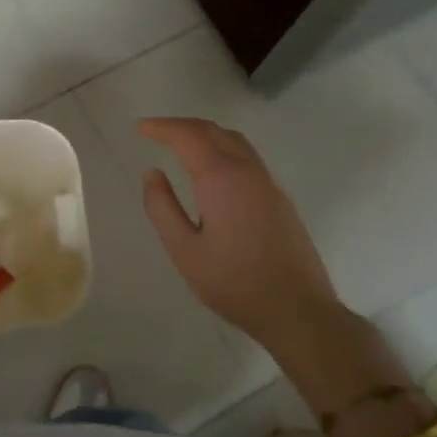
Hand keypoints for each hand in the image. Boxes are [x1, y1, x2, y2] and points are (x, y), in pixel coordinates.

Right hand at [137, 118, 342, 353]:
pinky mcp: (279, 198)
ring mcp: (268, 183)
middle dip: (182, 126)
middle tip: (155, 132)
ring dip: (205, 134)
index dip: (162, 127)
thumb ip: (163, 208)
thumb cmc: (234, 283)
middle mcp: (248, 171)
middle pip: (213, 131)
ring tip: (180, 144)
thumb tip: (152, 174)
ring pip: (235, 141)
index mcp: (221, 178)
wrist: (297, 310)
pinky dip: (222, 148)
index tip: (139, 128)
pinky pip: (247, 157)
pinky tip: (212, 169)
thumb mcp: (184, 251)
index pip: (188, 136)